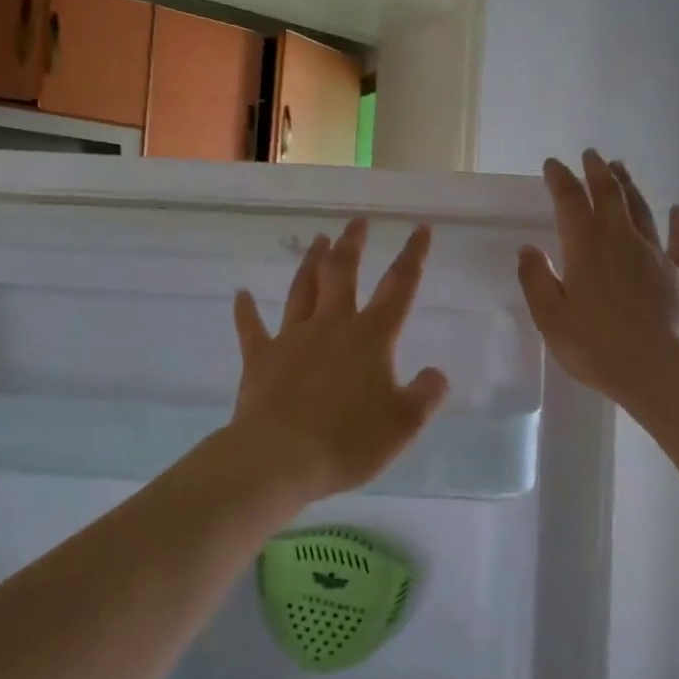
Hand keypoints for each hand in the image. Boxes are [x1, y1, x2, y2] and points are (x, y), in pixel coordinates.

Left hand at [230, 218, 449, 502]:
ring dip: (311, 263)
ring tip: (318, 239)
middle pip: (343, 273)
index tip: (420, 228)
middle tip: (357, 221)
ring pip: (302, 289)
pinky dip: (246, 310)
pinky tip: (241, 294)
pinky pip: (252, 328)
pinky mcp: (260, 358)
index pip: (399, 287)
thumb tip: (437, 374)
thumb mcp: (404, 424)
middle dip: (352, 244)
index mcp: (371, 337)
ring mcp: (292, 338)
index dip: (413, 256)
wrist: (281, 457)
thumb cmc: (349, 440)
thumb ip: (425, 395)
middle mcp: (332, 326)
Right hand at [518, 151, 678, 412]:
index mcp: (585, 248)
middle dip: (597, 172)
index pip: (570, 202)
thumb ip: (536, 280)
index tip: (552, 165)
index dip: (561, 180)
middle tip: (590, 154)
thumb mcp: (551, 318)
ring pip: (641, 210)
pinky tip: (677, 209)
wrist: (658, 371)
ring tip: (620, 167)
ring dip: (629, 186)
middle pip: (609, 196)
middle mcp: (621, 241)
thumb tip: (528, 248)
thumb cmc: (596, 347)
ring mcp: (654, 255)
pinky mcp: (678, 275)